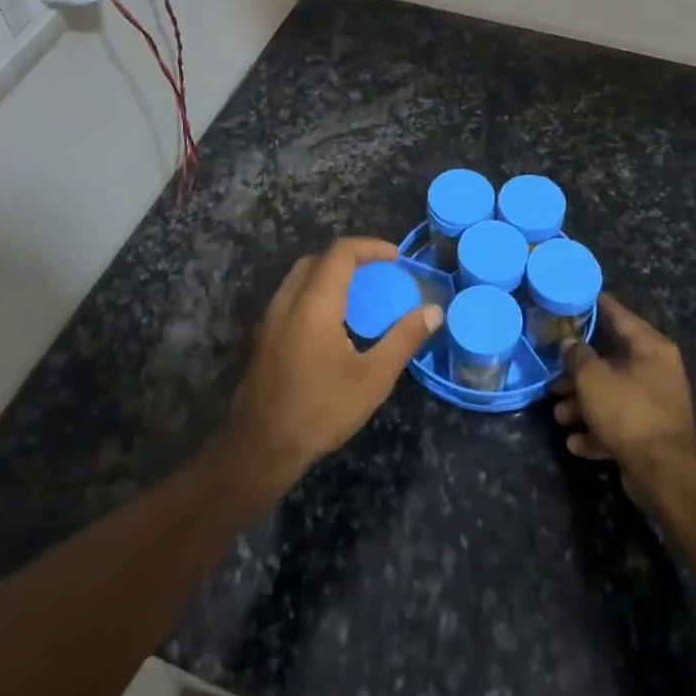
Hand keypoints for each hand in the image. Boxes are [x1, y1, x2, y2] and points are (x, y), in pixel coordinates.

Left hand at [223, 238, 441, 498]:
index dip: (370, 247)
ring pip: (299, 279)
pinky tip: (332, 325)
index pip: (341, 253)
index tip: (396, 258)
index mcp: (314, 304)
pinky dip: (314, 294)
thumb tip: (434, 311)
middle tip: (378, 274)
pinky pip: (290, 299)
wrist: (261, 447)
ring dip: (329, 276)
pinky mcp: (263, 339)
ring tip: (359, 297)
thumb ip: (404, 338)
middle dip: (350, 258)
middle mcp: (287, 302)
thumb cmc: (321, 410)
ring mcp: (270, 320)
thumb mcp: (373, 377)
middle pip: (317, 260)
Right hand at [554, 294, 695, 498]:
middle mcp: (657, 371)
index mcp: (651, 348)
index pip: (619, 316)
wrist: (663, 472)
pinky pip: (618, 425)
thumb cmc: (628, 411)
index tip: (575, 296)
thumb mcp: (593, 378)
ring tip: (559, 416)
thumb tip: (569, 342)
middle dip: (578, 374)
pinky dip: (597, 432)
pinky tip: (575, 443)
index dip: (596, 305)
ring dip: (582, 406)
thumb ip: (577, 355)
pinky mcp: (650, 435)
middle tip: (554, 378)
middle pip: (610, 362)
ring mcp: (655, 404)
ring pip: (611, 396)